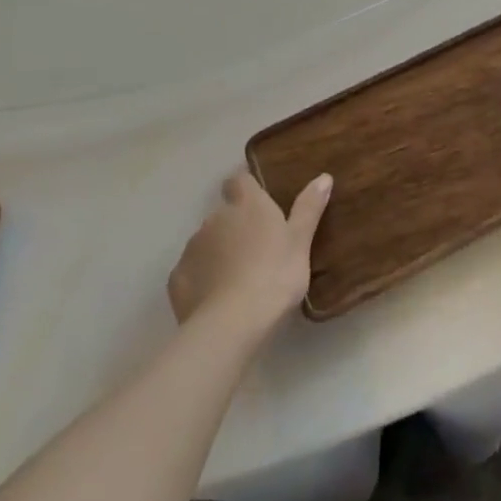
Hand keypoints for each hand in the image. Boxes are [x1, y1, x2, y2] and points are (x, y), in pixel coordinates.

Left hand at [168, 170, 331, 335]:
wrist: (232, 324)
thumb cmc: (275, 275)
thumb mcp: (300, 242)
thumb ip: (309, 208)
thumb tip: (324, 176)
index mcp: (247, 205)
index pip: (239, 180)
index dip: (246, 188)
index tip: (257, 203)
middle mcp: (215, 218)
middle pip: (224, 215)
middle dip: (235, 228)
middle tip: (256, 252)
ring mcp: (192, 248)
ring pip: (206, 243)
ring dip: (218, 253)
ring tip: (237, 280)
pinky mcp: (177, 278)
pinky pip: (191, 272)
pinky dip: (201, 280)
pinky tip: (215, 300)